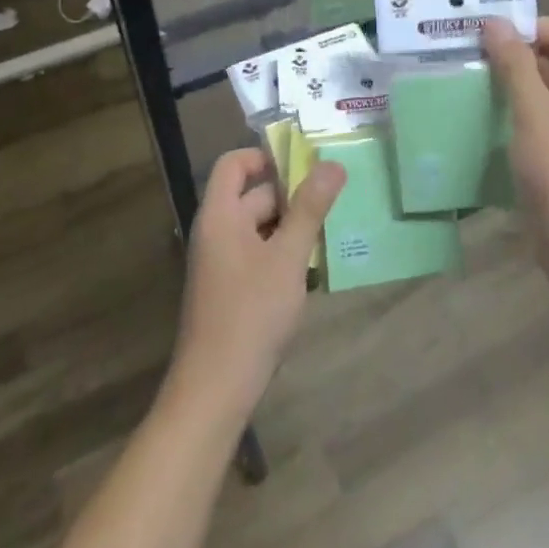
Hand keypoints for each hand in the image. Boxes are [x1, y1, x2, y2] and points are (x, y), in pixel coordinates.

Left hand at [167, 148, 345, 420]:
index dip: (265, 156)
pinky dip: (283, 252)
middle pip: (252, 195)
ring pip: (260, 227)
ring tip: (331, 229)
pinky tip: (313, 268)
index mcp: (220, 215)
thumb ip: (310, 208)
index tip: (304, 165)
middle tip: (333, 197)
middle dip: (291, 194)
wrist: (215, 390)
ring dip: (292, 225)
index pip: (234, 164)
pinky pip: (258, 254)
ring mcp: (221, 263)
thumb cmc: (251, 314)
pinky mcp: (230, 290)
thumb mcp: (288, 257)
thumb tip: (333, 164)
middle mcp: (216, 232)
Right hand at [482, 17, 548, 272]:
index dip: (534, 27)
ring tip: (481, 88)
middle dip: (522, 55)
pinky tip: (496, 121)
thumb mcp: (532, 110)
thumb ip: (514, 63)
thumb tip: (495, 22)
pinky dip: (526, 111)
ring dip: (520, 84)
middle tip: (480, 62)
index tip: (496, 40)